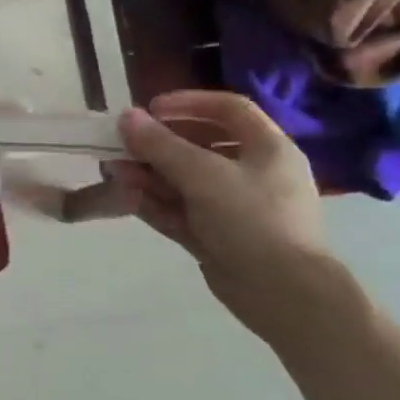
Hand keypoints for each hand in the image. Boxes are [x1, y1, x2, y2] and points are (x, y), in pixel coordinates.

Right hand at [113, 89, 334, 341]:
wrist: (285, 296)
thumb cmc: (253, 220)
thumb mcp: (203, 175)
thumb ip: (161, 145)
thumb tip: (126, 116)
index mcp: (268, 149)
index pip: (229, 109)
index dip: (189, 102)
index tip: (150, 109)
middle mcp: (253, 173)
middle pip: (200, 146)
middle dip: (157, 145)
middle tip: (123, 145)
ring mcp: (234, 208)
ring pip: (184, 181)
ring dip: (148, 174)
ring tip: (114, 172)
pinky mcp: (217, 236)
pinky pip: (181, 211)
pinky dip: (154, 203)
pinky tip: (126, 198)